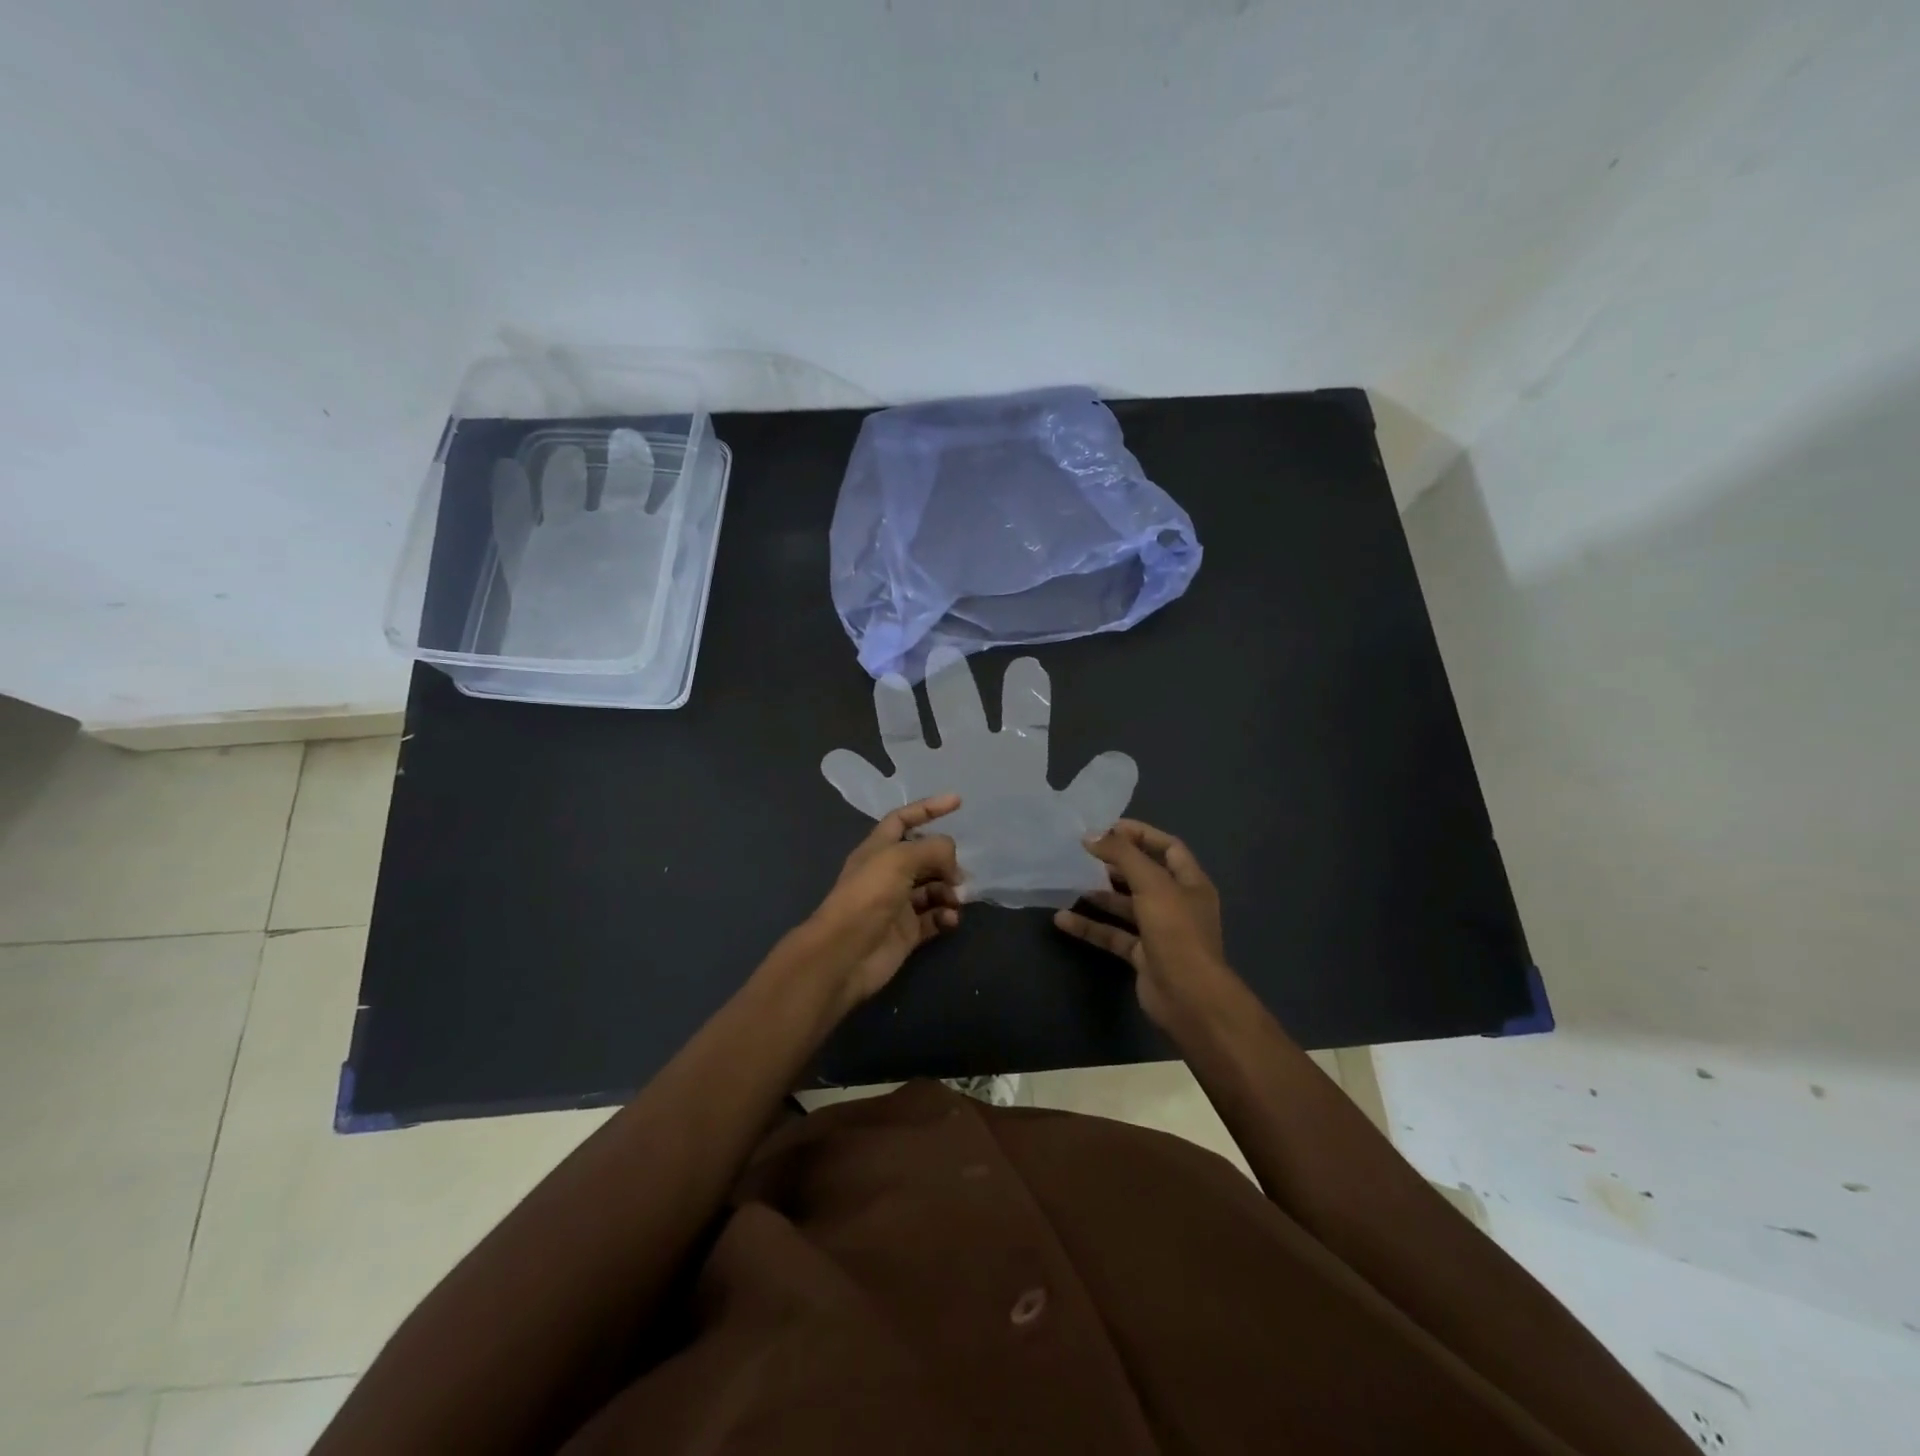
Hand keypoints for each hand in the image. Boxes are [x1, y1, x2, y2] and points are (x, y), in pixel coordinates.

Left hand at [800, 795, 964, 1008]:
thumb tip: (952, 862)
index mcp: (878, 849)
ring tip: (956, 899)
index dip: (928, 808)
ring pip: (933, 888)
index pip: (904, 819)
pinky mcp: (907, 932)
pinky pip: (934, 918)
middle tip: (960, 874)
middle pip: (925, 857)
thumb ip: (933, 849)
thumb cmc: (868, 896)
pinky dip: (946, 916)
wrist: (845, 953)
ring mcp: (898, 904)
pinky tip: (950, 919)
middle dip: (946, 861)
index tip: (957, 802)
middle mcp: (888, 873)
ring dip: (949, 890)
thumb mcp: (900, 859)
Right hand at [1052, 819, 1230, 1028]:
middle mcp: (1177, 904)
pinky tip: (1063, 919)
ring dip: (1099, 894)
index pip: (1168, 847)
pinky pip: (1113, 935)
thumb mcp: (1152, 884)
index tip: (1107, 827)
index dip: (1140, 834)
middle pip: (1144, 876)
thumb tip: (1091, 835)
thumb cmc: (1177, 932)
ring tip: (1069, 881)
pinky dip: (1090, 927)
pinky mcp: (1142, 956)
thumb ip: (1122, 855)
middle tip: (1083, 853)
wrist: (1189, 998)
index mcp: (1190, 883)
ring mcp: (1160, 932)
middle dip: (1115, 864)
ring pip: (1125, 906)